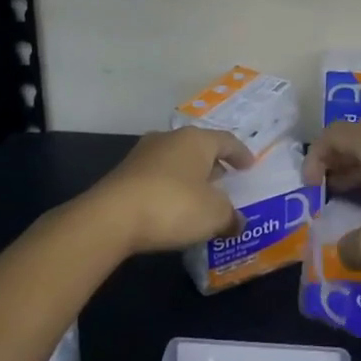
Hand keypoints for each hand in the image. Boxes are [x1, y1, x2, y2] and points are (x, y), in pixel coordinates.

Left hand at [81, 127, 253, 253]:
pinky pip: (157, 176)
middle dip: (213, 164)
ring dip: (189, 176)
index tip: (249, 166)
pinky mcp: (124, 174)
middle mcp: (170, 138)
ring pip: (176, 161)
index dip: (241, 154)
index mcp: (196, 139)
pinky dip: (169, 188)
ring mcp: (143, 154)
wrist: (111, 218)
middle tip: (225, 180)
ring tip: (199, 196)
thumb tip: (237, 222)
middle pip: (199, 147)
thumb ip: (230, 216)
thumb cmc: (173, 206)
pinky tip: (172, 207)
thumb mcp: (214, 215)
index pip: (227, 140)